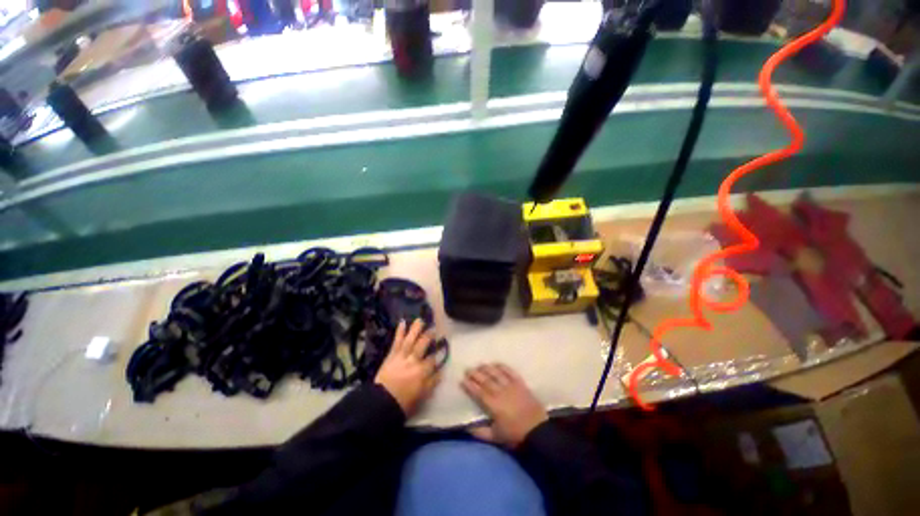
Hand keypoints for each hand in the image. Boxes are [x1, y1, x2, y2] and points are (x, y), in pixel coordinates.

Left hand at [375, 319, 441, 417]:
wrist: (381, 402)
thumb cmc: (403, 401)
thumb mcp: (422, 395)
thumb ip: (432, 382)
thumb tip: (441, 371)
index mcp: (422, 372)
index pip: (433, 359)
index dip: (438, 352)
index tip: (443, 346)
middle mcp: (413, 361)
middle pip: (422, 345)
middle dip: (429, 336)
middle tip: (434, 328)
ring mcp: (401, 356)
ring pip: (410, 340)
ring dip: (415, 329)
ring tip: (420, 320)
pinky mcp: (391, 355)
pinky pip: (396, 341)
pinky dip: (399, 331)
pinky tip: (402, 322)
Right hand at [462, 363, 547, 448]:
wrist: (538, 432)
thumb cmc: (515, 436)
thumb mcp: (496, 438)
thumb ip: (480, 432)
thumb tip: (466, 427)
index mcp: (493, 405)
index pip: (478, 392)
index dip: (470, 386)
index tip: (462, 380)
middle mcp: (501, 392)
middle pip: (486, 380)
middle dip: (475, 374)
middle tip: (468, 369)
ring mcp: (511, 386)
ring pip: (497, 374)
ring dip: (487, 368)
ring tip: (480, 364)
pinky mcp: (521, 384)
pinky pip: (510, 372)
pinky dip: (503, 367)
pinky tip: (497, 363)